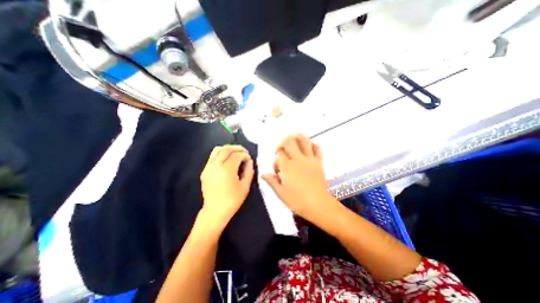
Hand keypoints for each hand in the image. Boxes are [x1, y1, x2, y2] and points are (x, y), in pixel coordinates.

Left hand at [200, 144, 255, 227]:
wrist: (215, 211)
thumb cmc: (232, 200)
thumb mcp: (245, 186)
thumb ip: (249, 171)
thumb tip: (249, 162)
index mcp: (227, 170)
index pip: (237, 155)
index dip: (245, 155)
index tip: (249, 159)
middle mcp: (216, 166)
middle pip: (227, 149)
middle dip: (237, 148)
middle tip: (244, 152)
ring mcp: (208, 168)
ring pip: (217, 150)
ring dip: (228, 149)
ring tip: (235, 153)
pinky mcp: (205, 171)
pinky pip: (212, 157)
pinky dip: (221, 154)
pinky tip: (227, 159)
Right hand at [262, 134, 335, 220]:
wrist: (318, 205)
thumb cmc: (299, 201)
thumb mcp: (281, 193)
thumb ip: (272, 181)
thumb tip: (264, 175)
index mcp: (288, 167)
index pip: (279, 154)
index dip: (276, 158)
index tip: (277, 167)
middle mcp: (298, 160)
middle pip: (289, 141)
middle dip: (283, 142)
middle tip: (282, 148)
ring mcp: (309, 160)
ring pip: (304, 140)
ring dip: (297, 137)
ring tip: (294, 138)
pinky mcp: (318, 162)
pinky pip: (317, 148)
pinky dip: (313, 144)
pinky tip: (309, 146)